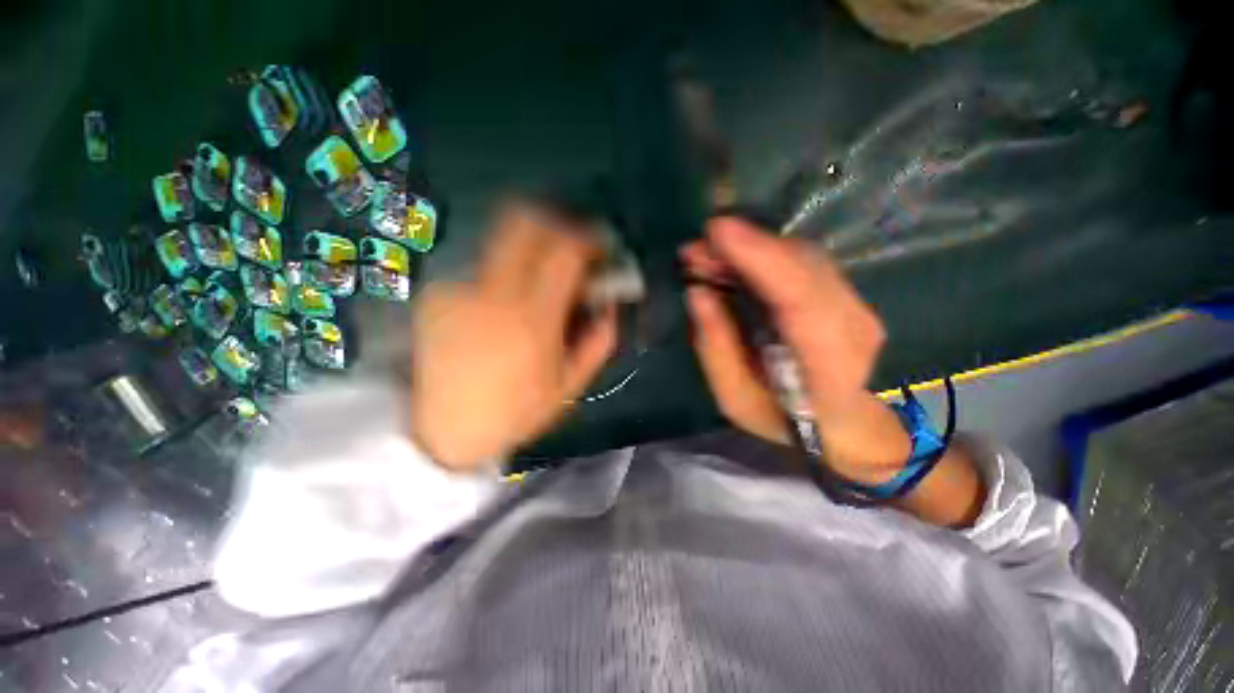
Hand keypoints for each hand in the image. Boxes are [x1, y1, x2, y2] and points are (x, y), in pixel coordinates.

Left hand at [408, 202, 617, 470]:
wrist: (442, 432)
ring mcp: (458, 290)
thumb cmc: (515, 413)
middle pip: (523, 222)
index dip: (588, 238)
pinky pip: (482, 271)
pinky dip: (503, 278)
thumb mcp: (570, 386)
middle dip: (555, 224)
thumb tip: (610, 305)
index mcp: (532, 320)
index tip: (599, 248)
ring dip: (530, 254)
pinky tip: (501, 309)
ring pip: (502, 243)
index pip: (564, 251)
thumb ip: (598, 341)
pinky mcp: (437, 296)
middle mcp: (492, 294)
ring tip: (536, 286)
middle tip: (570, 248)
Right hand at [681, 217, 910, 483]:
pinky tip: (736, 260)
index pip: (799, 298)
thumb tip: (697, 293)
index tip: (717, 231)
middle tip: (696, 249)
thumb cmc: (782, 419)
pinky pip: (804, 262)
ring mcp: (857, 306)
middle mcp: (853, 327)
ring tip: (709, 254)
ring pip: (803, 257)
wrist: (845, 423)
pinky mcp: (847, 295)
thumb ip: (716, 348)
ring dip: (752, 248)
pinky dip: (766, 254)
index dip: (760, 258)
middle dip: (745, 247)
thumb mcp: (734, 398)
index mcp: (827, 366)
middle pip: (802, 266)